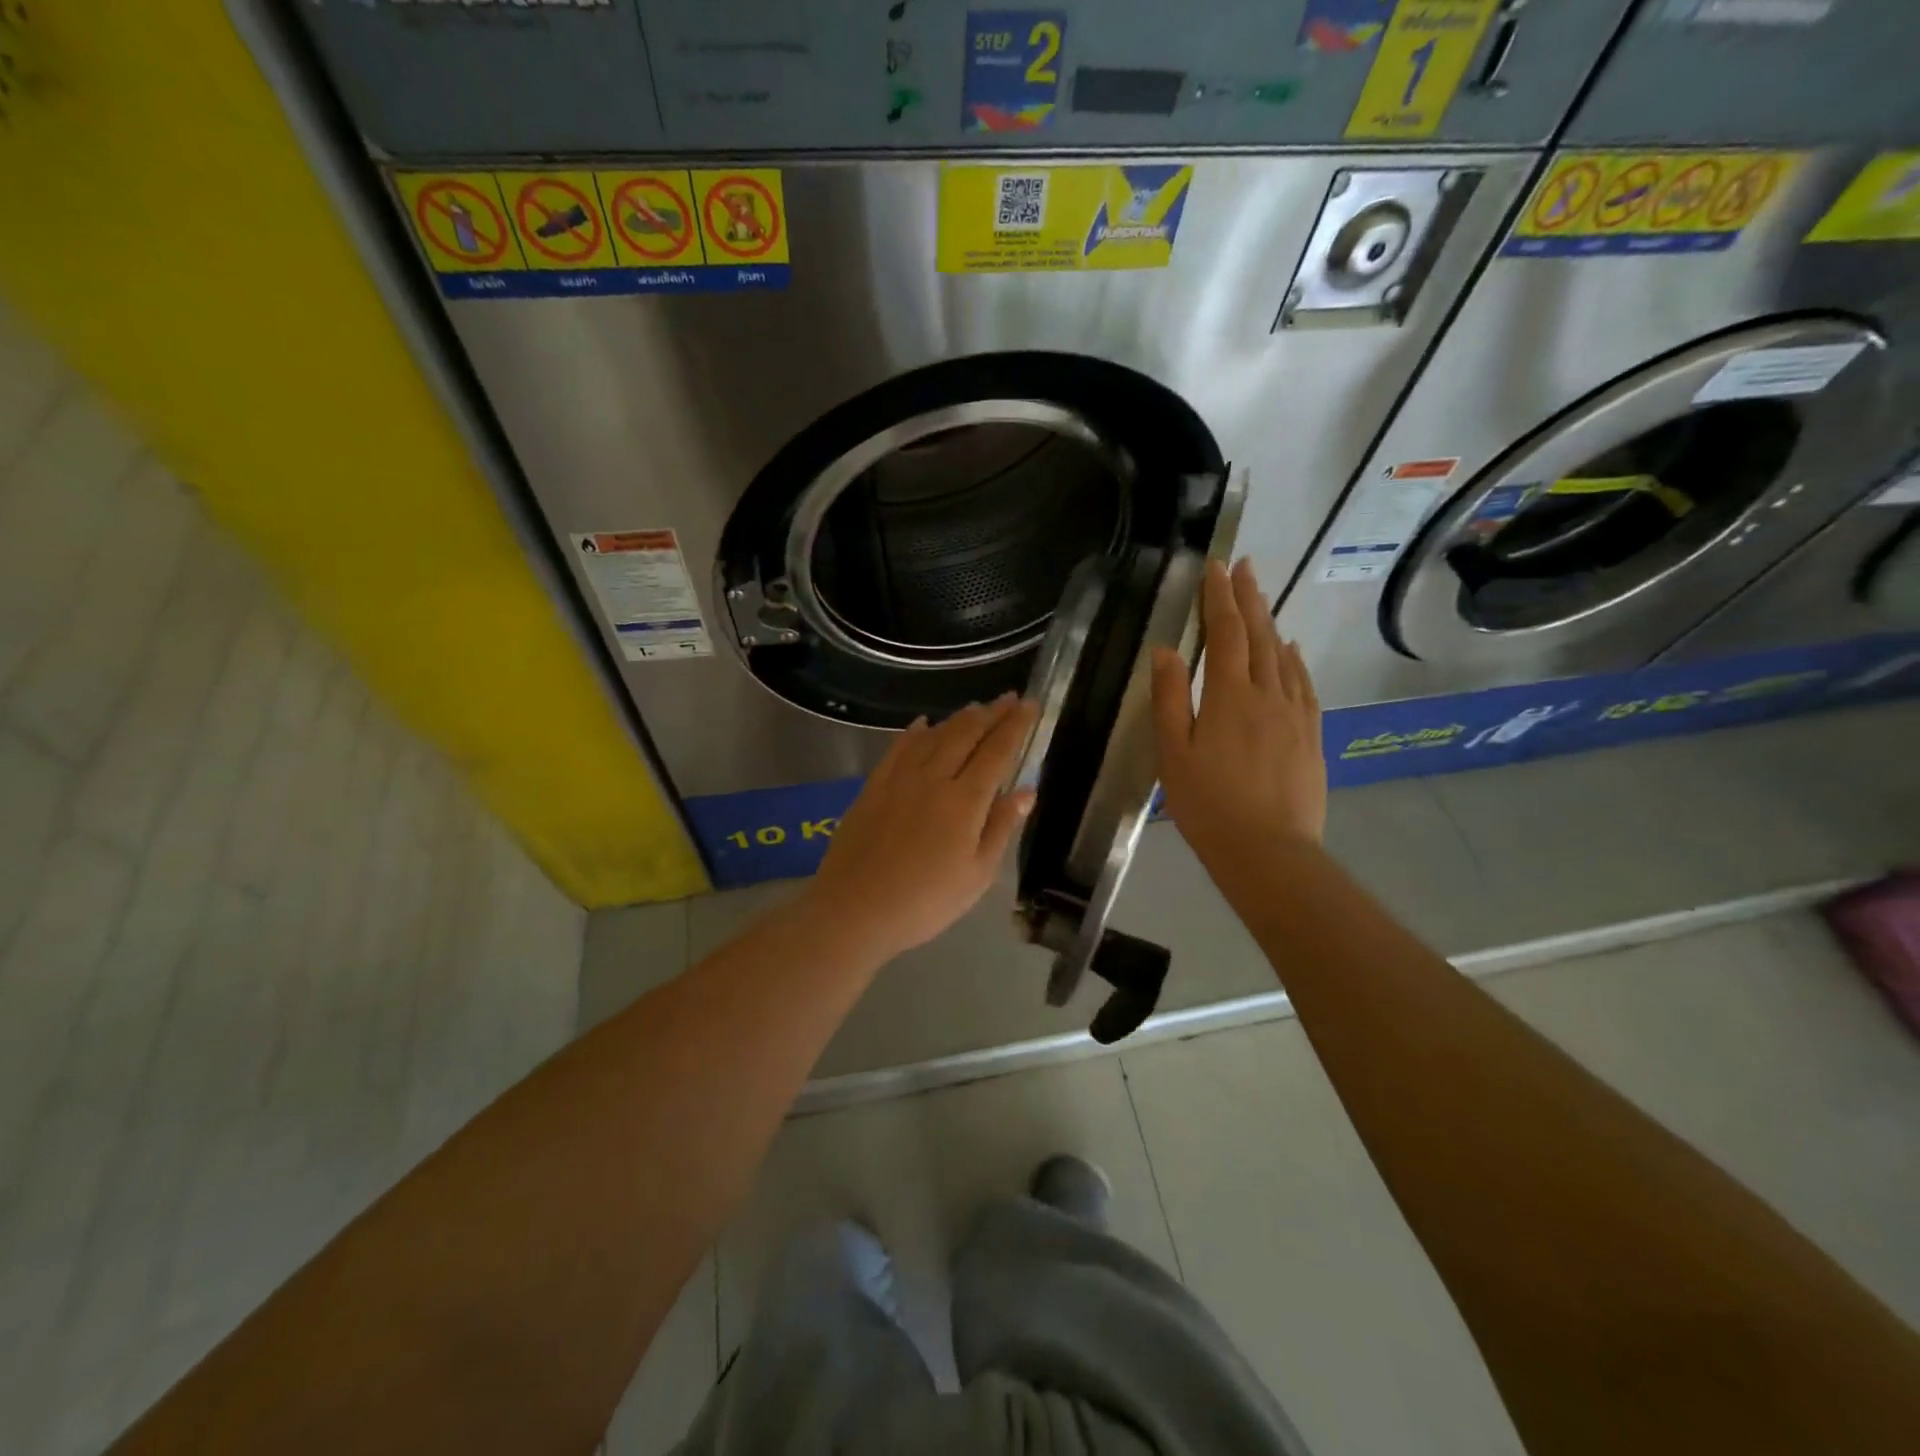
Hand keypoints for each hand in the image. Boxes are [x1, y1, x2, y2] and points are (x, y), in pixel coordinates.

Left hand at [804, 694, 1039, 962]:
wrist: (855, 909)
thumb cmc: (925, 902)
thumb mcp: (977, 875)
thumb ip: (1001, 827)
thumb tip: (1027, 790)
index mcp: (964, 801)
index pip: (997, 751)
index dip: (1016, 725)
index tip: (1031, 704)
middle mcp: (933, 778)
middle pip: (966, 734)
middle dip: (991, 713)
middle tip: (1009, 698)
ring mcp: (899, 779)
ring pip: (933, 735)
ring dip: (958, 718)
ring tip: (976, 707)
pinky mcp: (873, 786)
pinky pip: (898, 748)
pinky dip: (915, 732)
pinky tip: (922, 724)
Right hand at [1152, 559, 1325, 868]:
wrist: (1268, 850)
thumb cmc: (1207, 804)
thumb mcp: (1173, 753)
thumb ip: (1169, 698)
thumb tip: (1166, 650)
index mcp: (1229, 696)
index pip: (1225, 633)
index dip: (1219, 597)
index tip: (1216, 566)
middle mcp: (1267, 694)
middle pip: (1259, 635)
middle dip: (1248, 597)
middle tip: (1243, 565)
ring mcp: (1294, 714)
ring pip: (1283, 656)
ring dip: (1270, 621)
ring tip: (1261, 597)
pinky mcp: (1310, 734)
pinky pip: (1304, 684)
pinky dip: (1295, 659)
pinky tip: (1291, 650)